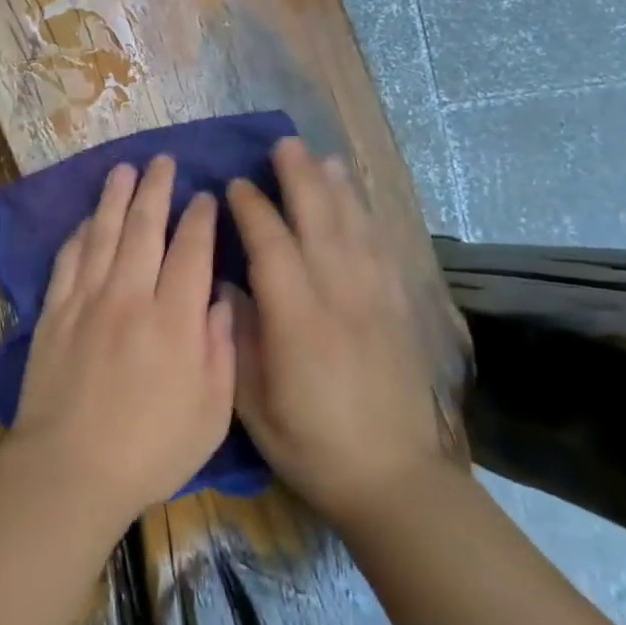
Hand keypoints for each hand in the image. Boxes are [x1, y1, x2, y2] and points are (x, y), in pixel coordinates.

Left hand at [9, 156, 236, 526]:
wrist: (69, 468)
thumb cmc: (150, 450)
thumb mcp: (211, 414)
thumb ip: (220, 350)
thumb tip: (219, 300)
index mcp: (174, 320)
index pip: (191, 251)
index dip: (199, 219)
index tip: (204, 197)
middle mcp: (129, 297)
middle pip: (144, 228)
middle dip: (156, 190)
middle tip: (163, 162)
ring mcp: (86, 300)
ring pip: (102, 234)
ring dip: (114, 198)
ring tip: (123, 169)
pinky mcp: (53, 312)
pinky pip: (67, 260)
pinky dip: (78, 235)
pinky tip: (85, 221)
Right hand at [225, 138, 455, 525]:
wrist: (393, 479)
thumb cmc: (311, 445)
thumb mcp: (253, 403)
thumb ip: (238, 338)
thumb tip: (227, 286)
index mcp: (298, 321)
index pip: (272, 246)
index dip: (252, 210)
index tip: (234, 185)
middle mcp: (340, 298)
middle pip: (319, 222)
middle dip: (300, 179)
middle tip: (284, 145)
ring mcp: (376, 301)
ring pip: (355, 229)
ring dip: (337, 189)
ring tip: (322, 158)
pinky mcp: (398, 311)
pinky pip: (383, 251)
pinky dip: (369, 219)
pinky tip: (360, 204)